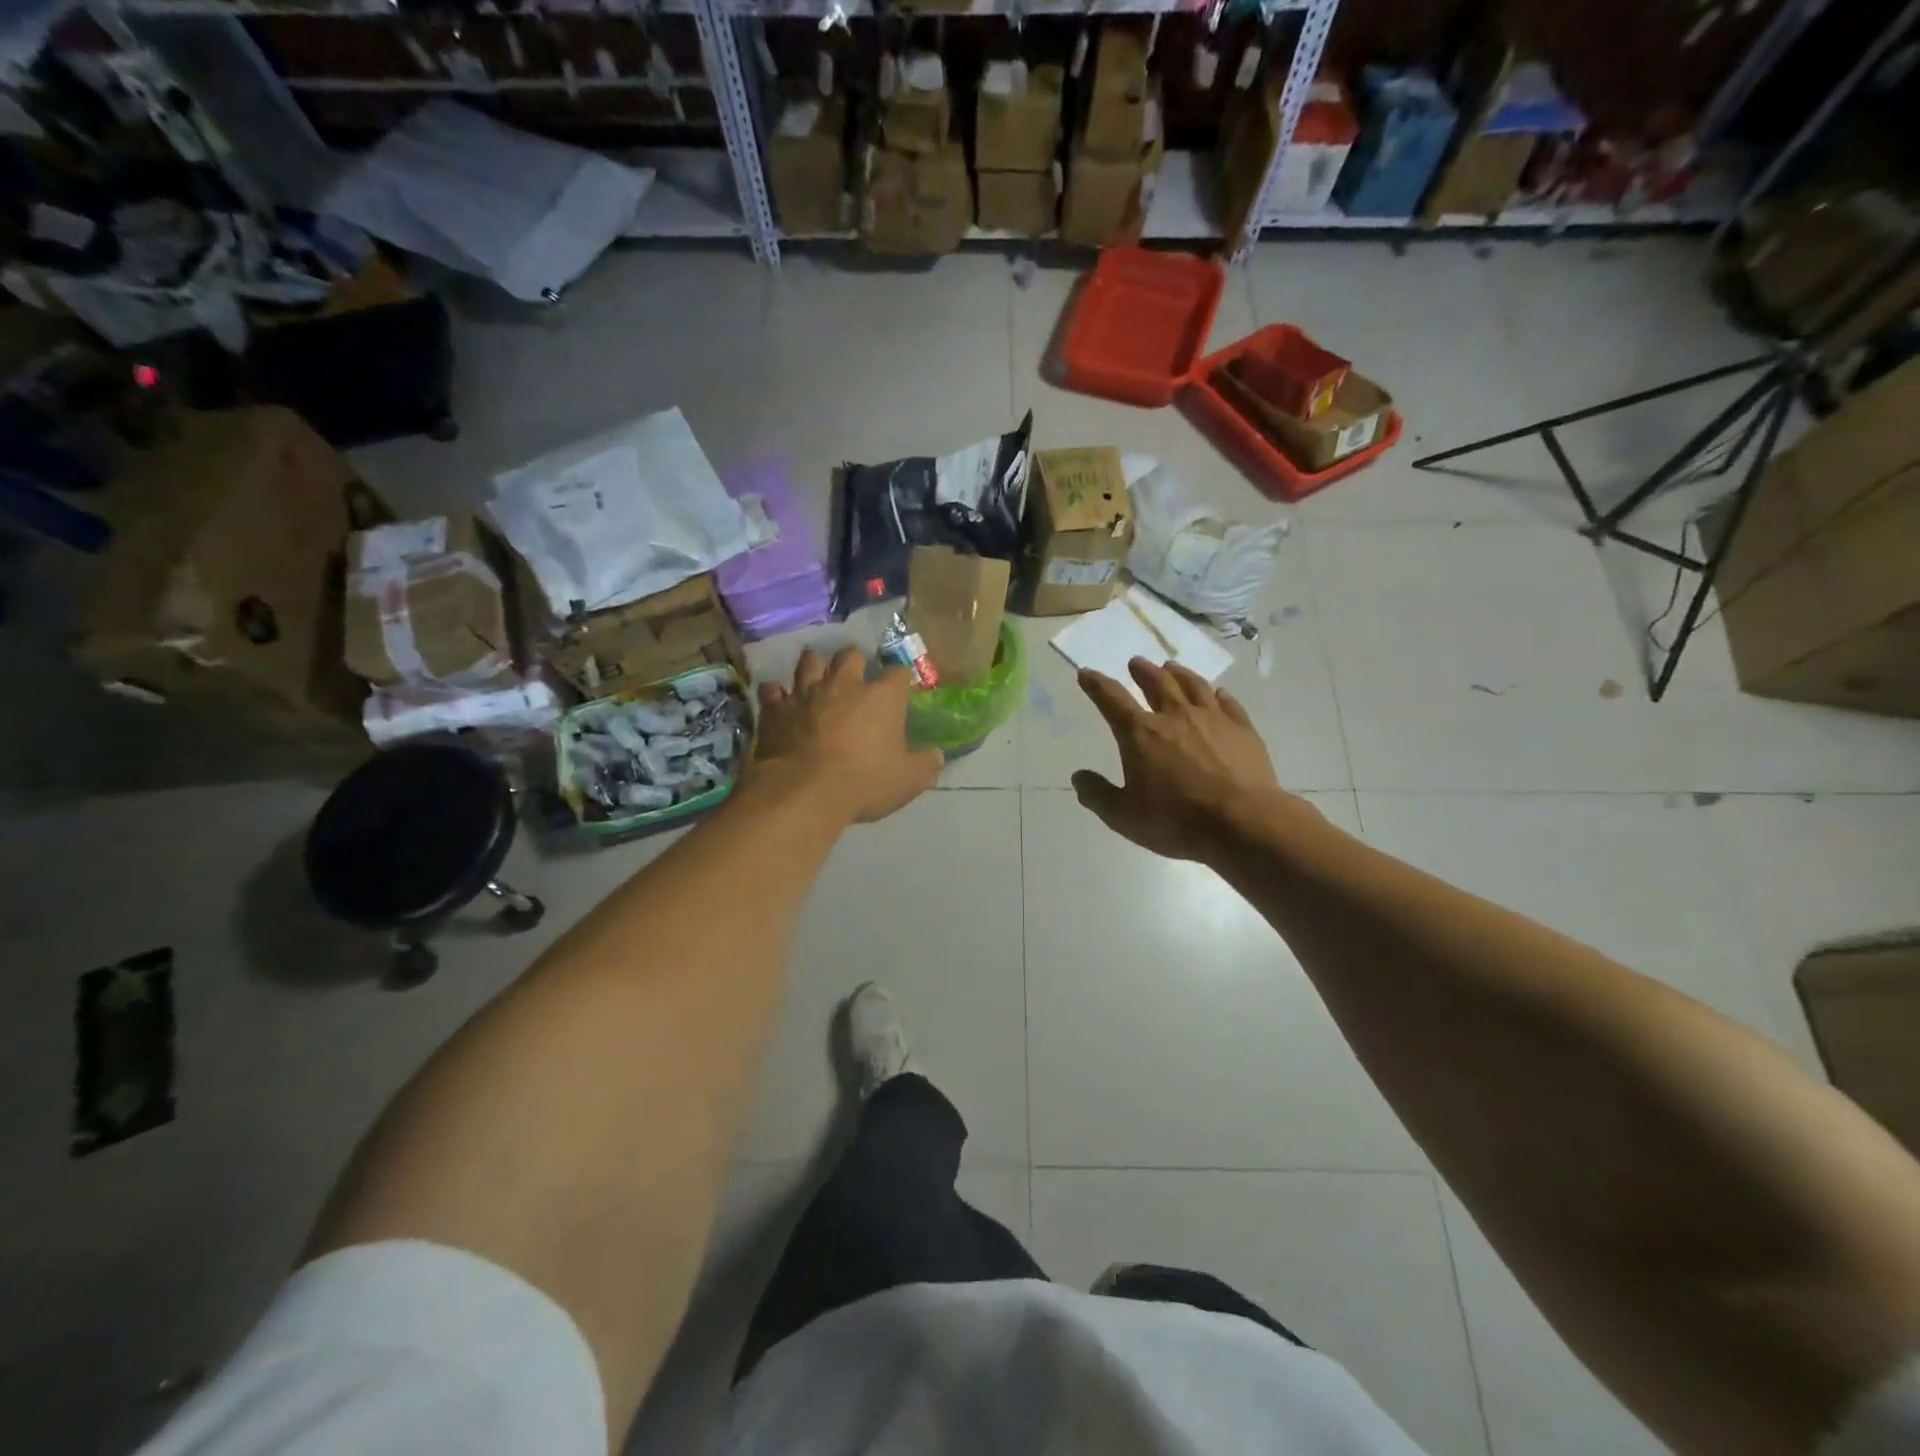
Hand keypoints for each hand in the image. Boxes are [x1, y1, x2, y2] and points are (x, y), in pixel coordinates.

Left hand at [753, 647, 942, 823]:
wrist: (804, 791)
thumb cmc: (864, 782)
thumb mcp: (907, 781)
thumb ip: (925, 765)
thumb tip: (936, 756)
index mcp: (881, 698)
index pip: (898, 674)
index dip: (900, 679)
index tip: (900, 689)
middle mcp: (844, 685)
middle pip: (850, 656)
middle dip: (853, 662)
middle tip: (854, 676)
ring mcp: (806, 693)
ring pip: (809, 662)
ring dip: (814, 666)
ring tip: (816, 674)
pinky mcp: (775, 709)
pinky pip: (772, 690)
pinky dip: (777, 693)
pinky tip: (779, 699)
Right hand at [1074, 659, 1294, 861]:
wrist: (1242, 823)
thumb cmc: (1176, 820)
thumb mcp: (1123, 816)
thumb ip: (1098, 795)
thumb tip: (1079, 776)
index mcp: (1140, 733)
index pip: (1111, 699)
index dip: (1096, 685)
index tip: (1086, 673)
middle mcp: (1175, 716)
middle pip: (1156, 682)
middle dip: (1142, 671)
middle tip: (1136, 662)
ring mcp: (1212, 719)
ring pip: (1193, 685)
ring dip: (1179, 674)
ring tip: (1171, 667)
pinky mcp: (1242, 729)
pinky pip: (1228, 702)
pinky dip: (1219, 694)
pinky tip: (1218, 693)